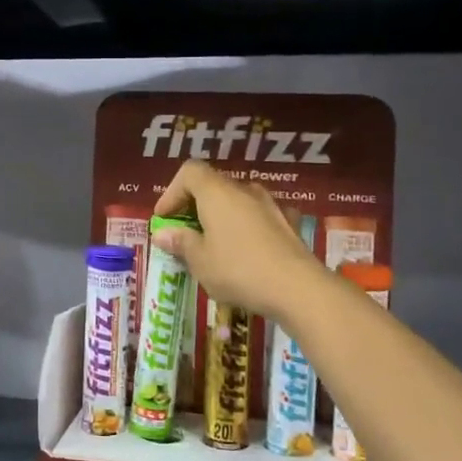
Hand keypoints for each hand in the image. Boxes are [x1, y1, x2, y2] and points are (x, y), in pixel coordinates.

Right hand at [152, 160, 324, 323]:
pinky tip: (247, 249)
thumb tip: (163, 234)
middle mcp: (244, 190)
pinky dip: (247, 226)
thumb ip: (180, 243)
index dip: (171, 192)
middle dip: (194, 206)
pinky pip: (259, 216)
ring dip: (221, 216)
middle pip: (213, 185)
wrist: (298, 288)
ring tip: (214, 243)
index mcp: (217, 193)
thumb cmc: (239, 271)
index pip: (189, 172)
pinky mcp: (289, 223)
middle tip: (184, 233)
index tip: (164, 219)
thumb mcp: (200, 261)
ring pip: (237, 201)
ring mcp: (271, 204)